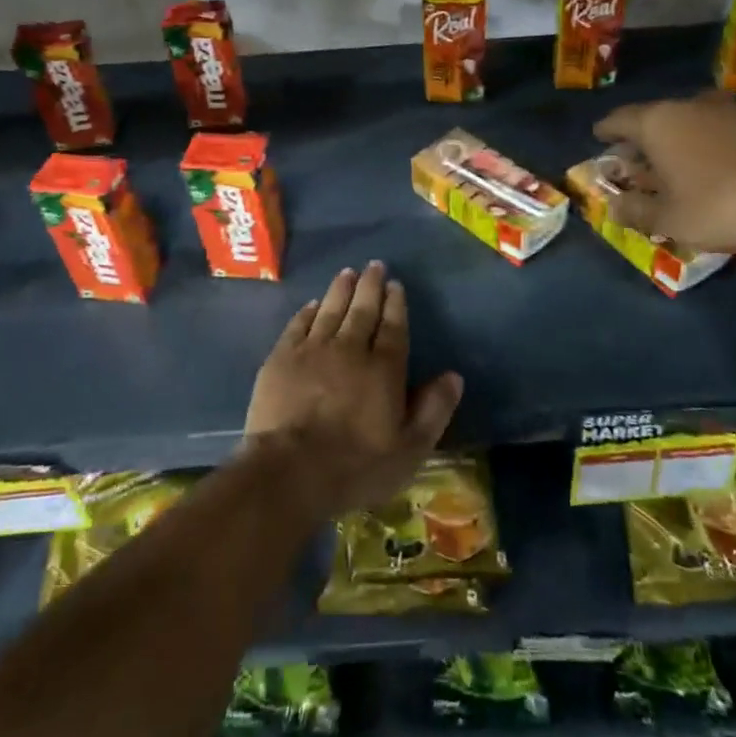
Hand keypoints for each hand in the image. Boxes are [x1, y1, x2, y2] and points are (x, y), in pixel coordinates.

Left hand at [244, 261, 463, 519]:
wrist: (290, 471)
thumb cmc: (356, 466)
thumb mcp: (410, 448)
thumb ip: (434, 409)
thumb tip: (454, 376)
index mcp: (384, 368)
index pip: (393, 327)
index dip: (396, 304)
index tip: (395, 285)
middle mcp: (350, 349)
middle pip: (362, 310)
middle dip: (370, 286)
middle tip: (374, 266)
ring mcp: (312, 351)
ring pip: (330, 310)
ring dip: (340, 290)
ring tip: (347, 273)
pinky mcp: (281, 360)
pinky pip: (297, 325)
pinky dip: (307, 312)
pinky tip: (312, 304)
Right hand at [593, 91, 735, 255]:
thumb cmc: (718, 204)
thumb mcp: (668, 219)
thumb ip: (637, 211)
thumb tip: (614, 206)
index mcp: (658, 123)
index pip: (621, 120)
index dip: (607, 130)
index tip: (599, 137)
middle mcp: (690, 106)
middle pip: (657, 117)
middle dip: (644, 137)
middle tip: (636, 158)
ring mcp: (731, 111)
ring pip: (692, 120)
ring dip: (680, 138)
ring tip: (677, 162)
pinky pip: (722, 130)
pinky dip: (710, 144)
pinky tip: (716, 165)